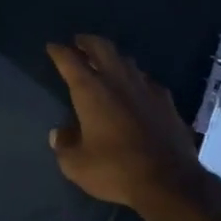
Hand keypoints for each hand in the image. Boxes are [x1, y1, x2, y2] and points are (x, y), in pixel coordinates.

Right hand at [46, 35, 211, 208]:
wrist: (168, 179)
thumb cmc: (115, 170)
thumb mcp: (77, 165)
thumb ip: (65, 145)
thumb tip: (59, 134)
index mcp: (91, 91)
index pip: (70, 61)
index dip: (59, 52)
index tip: (52, 46)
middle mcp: (118, 81)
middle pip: (102, 48)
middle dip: (88, 41)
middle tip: (79, 41)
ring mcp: (146, 87)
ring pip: (127, 61)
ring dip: (113, 57)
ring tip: (106, 61)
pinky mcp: (166, 100)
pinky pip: (147, 80)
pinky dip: (136, 79)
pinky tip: (137, 87)